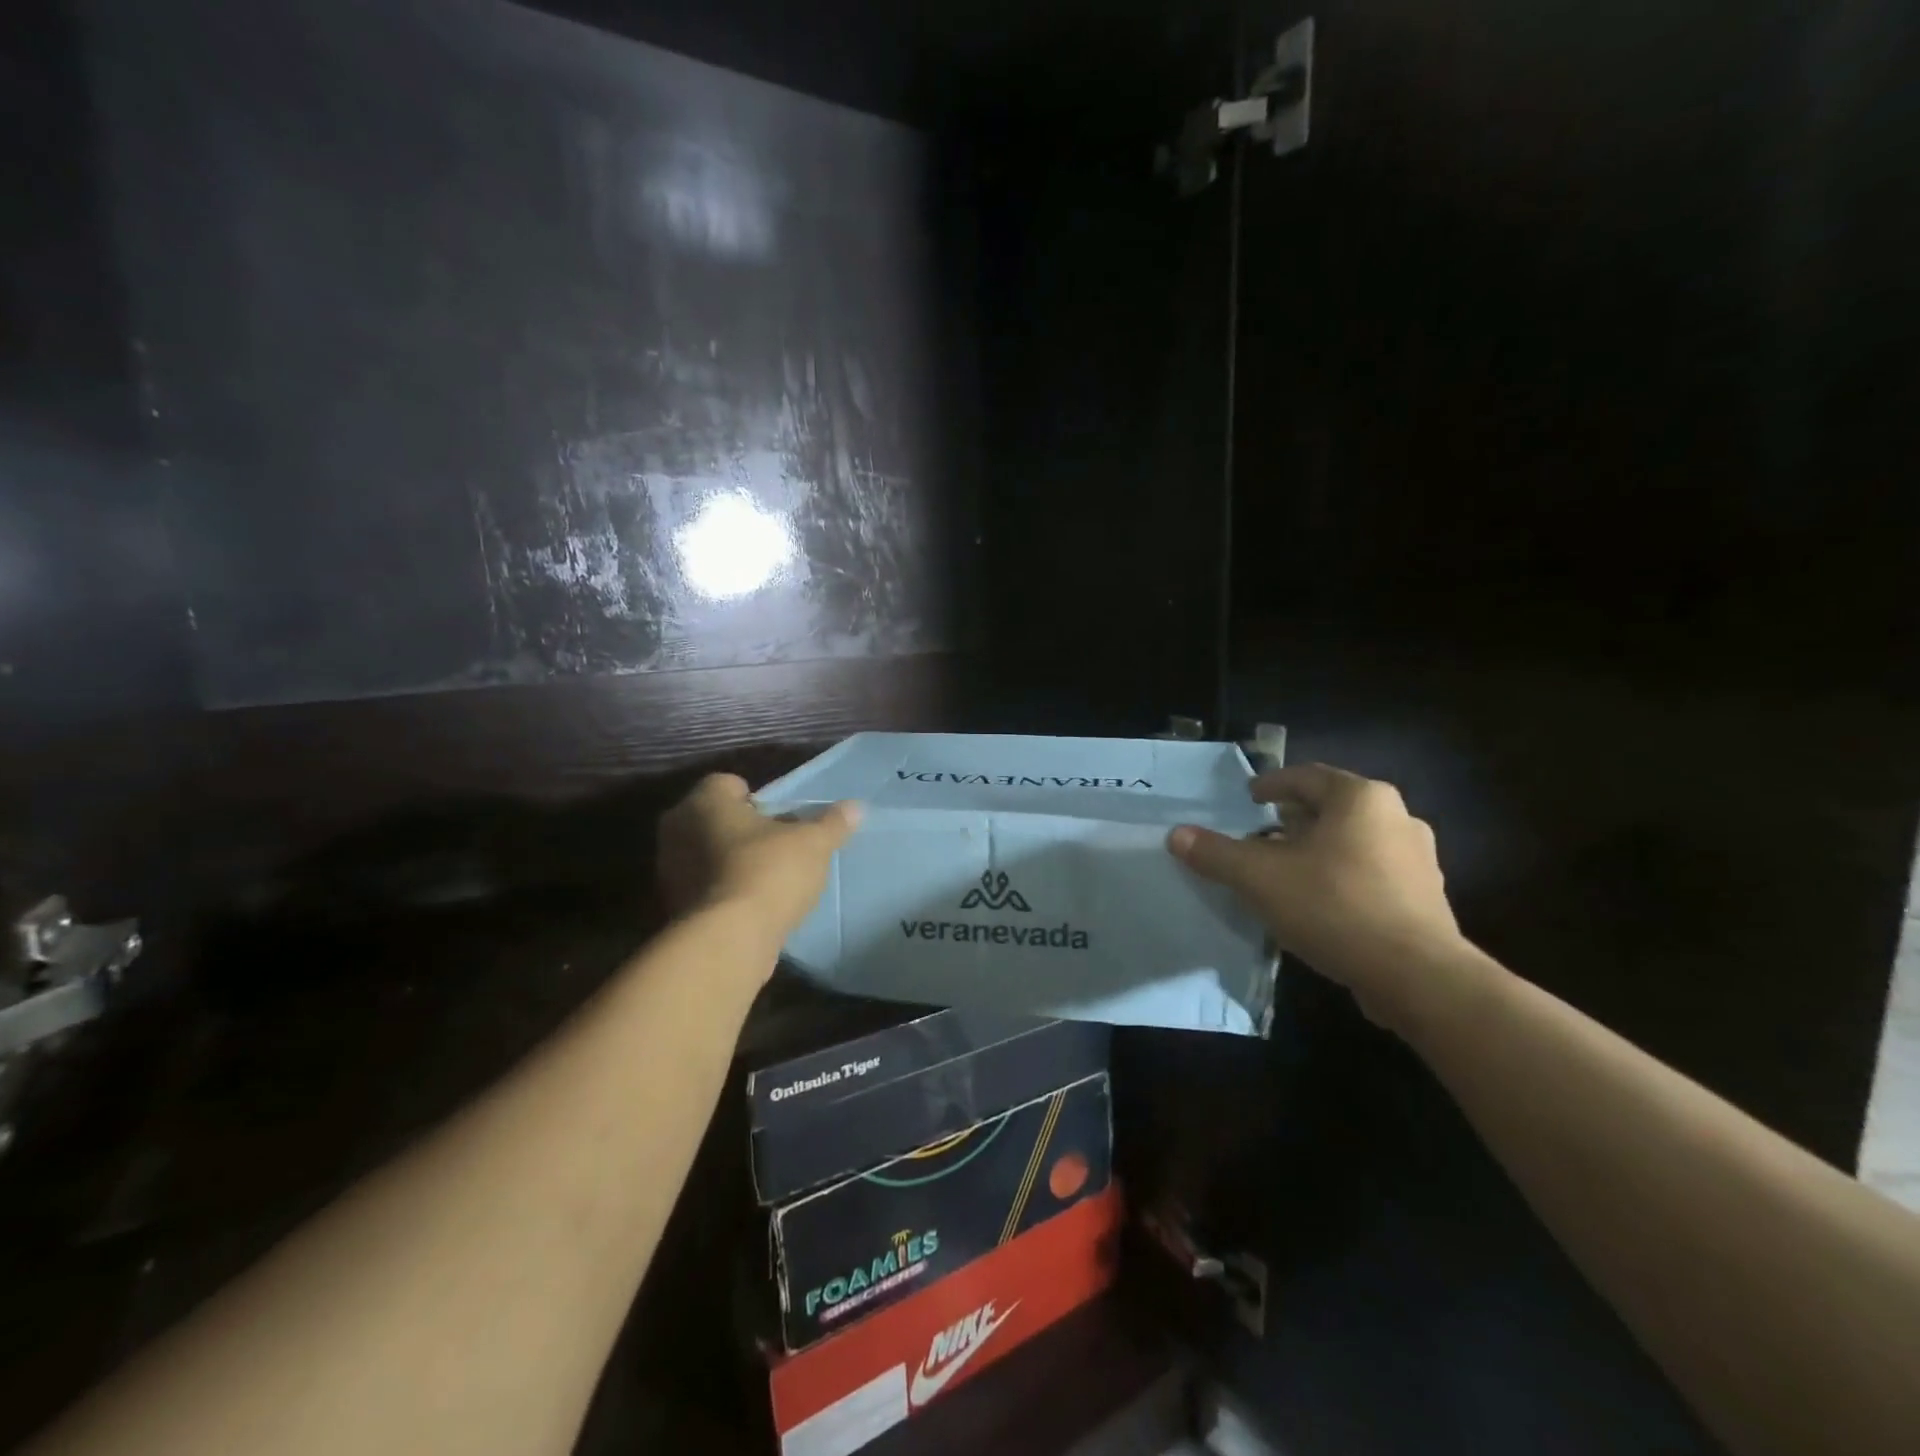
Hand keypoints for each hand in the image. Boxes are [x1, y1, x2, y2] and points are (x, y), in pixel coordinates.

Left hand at [657, 774, 860, 945]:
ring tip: (765, 878)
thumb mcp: (813, 843)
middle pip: (714, 818)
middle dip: (741, 828)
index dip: (756, 798)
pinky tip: (750, 905)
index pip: (728, 784)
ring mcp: (669, 870)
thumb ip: (832, 823)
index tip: (780, 818)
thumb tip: (856, 807)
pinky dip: (723, 890)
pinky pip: (703, 886)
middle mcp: (677, 828)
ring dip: (729, 861)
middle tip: (776, 845)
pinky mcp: (672, 906)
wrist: (729, 939)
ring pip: (705, 853)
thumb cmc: (769, 871)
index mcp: (705, 801)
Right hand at [1166, 764, 1464, 1027]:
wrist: (1417, 977)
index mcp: (1360, 799)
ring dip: (1318, 849)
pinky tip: (1319, 903)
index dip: (1272, 785)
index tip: (1250, 798)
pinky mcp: (1425, 898)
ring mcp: (1418, 859)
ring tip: (1287, 870)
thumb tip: (1176, 835)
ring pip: (1354, 842)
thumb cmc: (1334, 906)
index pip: (1307, 777)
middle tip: (1262, 834)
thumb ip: (1217, 853)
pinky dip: (1341, 877)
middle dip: (1294, 819)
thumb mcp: (1260, 878)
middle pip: (1333, 808)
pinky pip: (1372, 873)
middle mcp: (1397, 818)